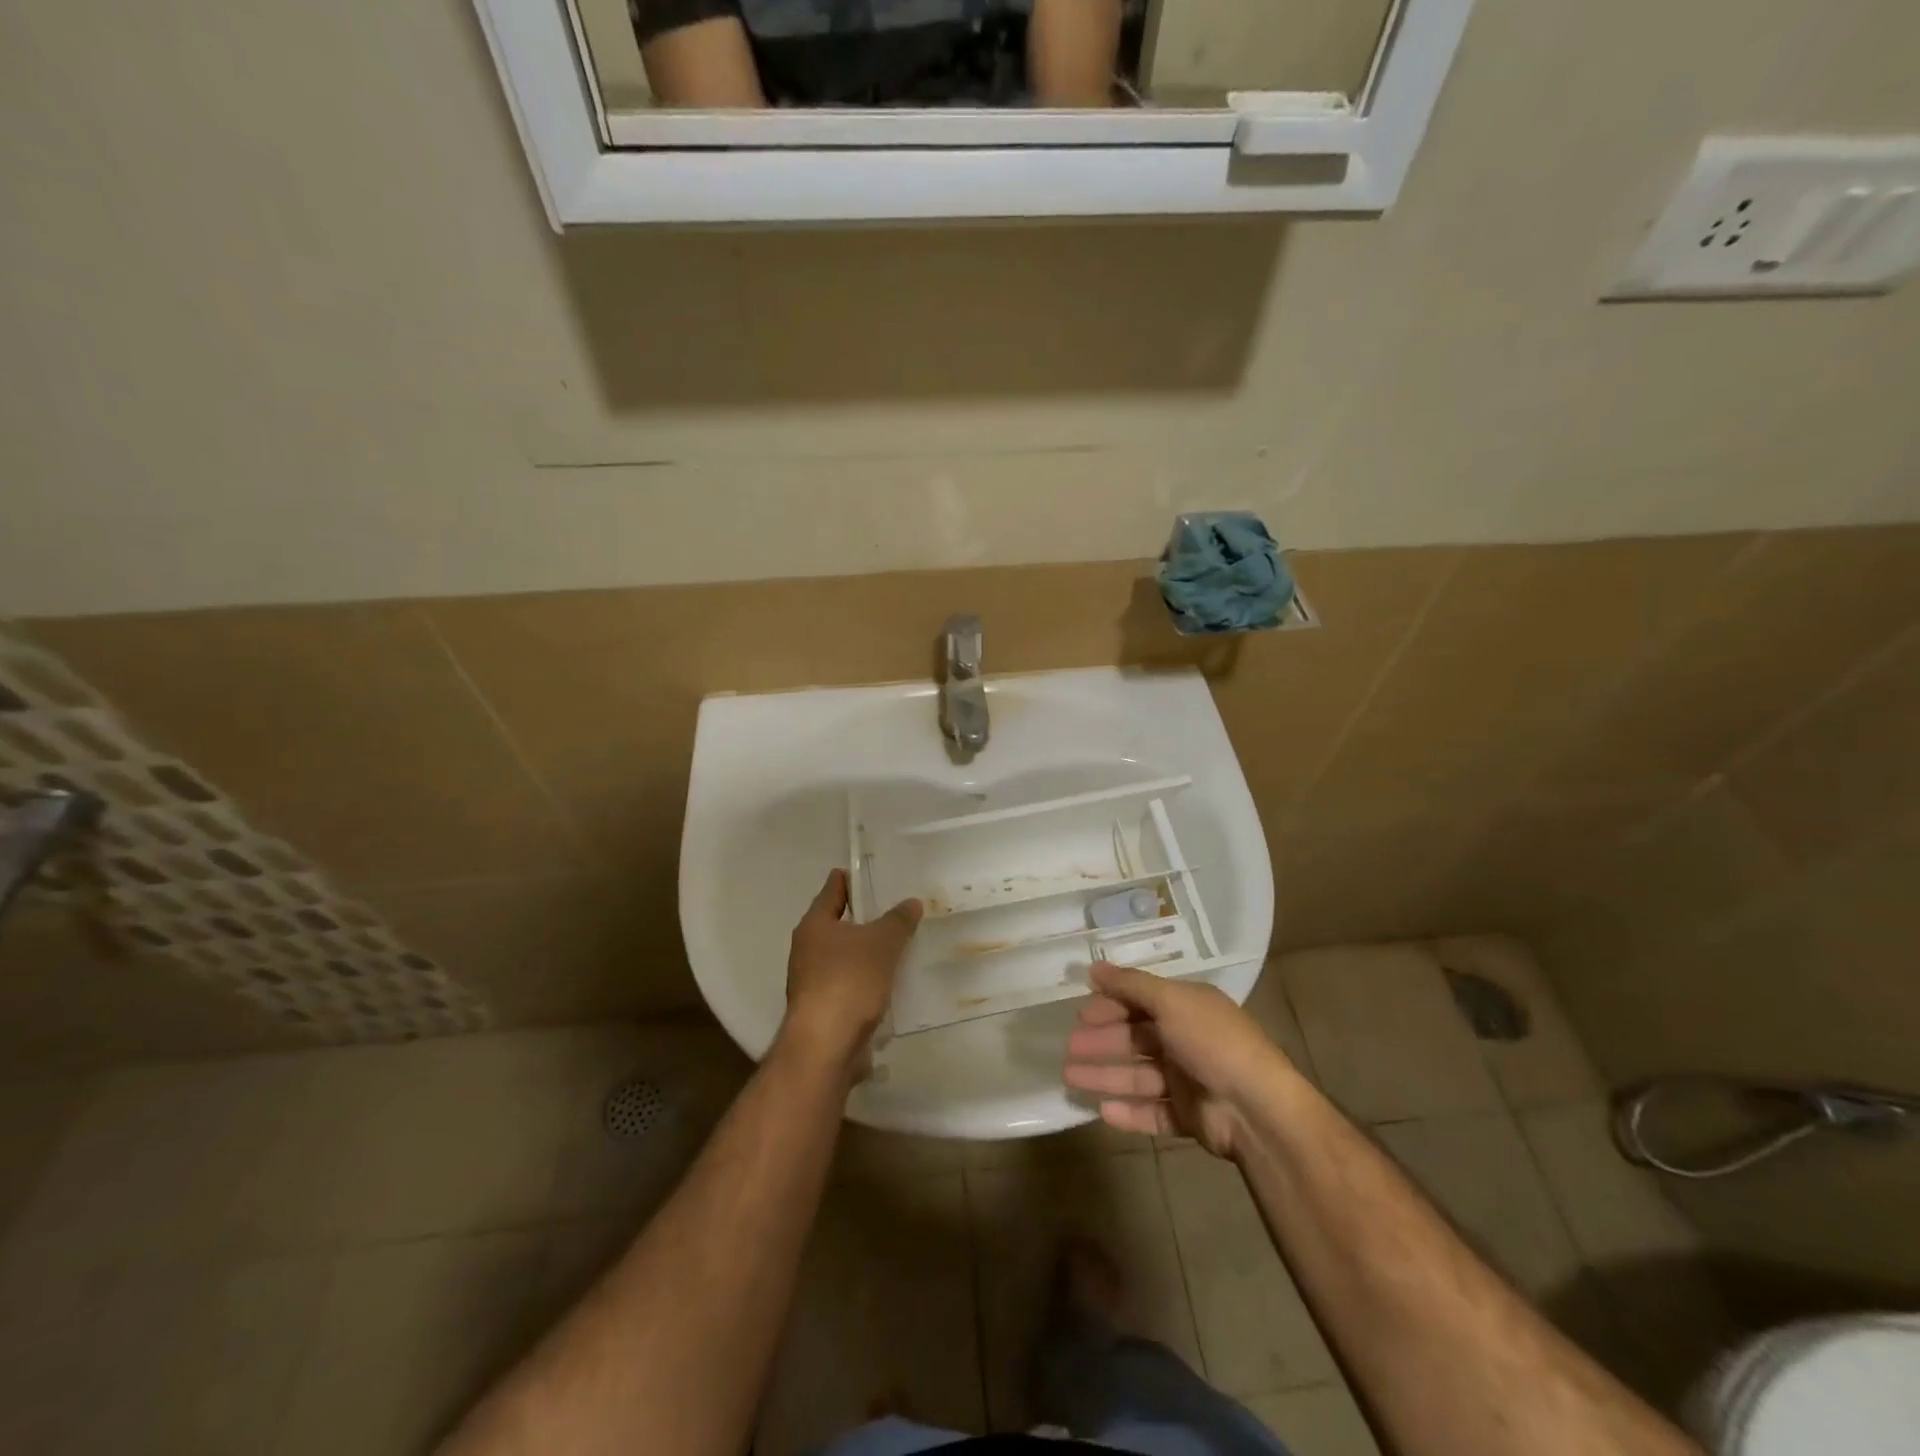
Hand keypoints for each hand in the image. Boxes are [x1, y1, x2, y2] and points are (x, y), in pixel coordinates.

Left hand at [781, 869, 921, 1075]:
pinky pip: (849, 983)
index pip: (834, 888)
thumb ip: (897, 920)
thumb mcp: (882, 943)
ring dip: (868, 951)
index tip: (877, 873)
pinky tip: (891, 982)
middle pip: (839, 922)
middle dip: (866, 917)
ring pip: (845, 955)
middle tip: (899, 909)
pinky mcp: (823, 1008)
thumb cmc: (849, 981)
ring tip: (901, 945)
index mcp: (815, 924)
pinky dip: (867, 980)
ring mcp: (812, 980)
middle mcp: (807, 948)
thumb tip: (911, 903)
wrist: (825, 1045)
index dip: (854, 878)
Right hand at [1064, 963, 1292, 1157]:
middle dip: (1102, 1041)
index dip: (1110, 1005)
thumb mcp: (1171, 1001)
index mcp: (1187, 1008)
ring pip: (1138, 1076)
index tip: (1079, 1013)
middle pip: (1136, 1038)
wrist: (1257, 1109)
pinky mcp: (1190, 1117)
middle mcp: (1187, 1040)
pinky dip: (1128, 1111)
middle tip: (1069, 1047)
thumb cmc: (1212, 1043)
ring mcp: (1188, 1080)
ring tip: (1070, 1078)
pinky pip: (1152, 1112)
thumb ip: (1131, 985)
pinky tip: (1102, 1111)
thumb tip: (1093, 966)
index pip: (1140, 1001)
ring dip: (1105, 1075)